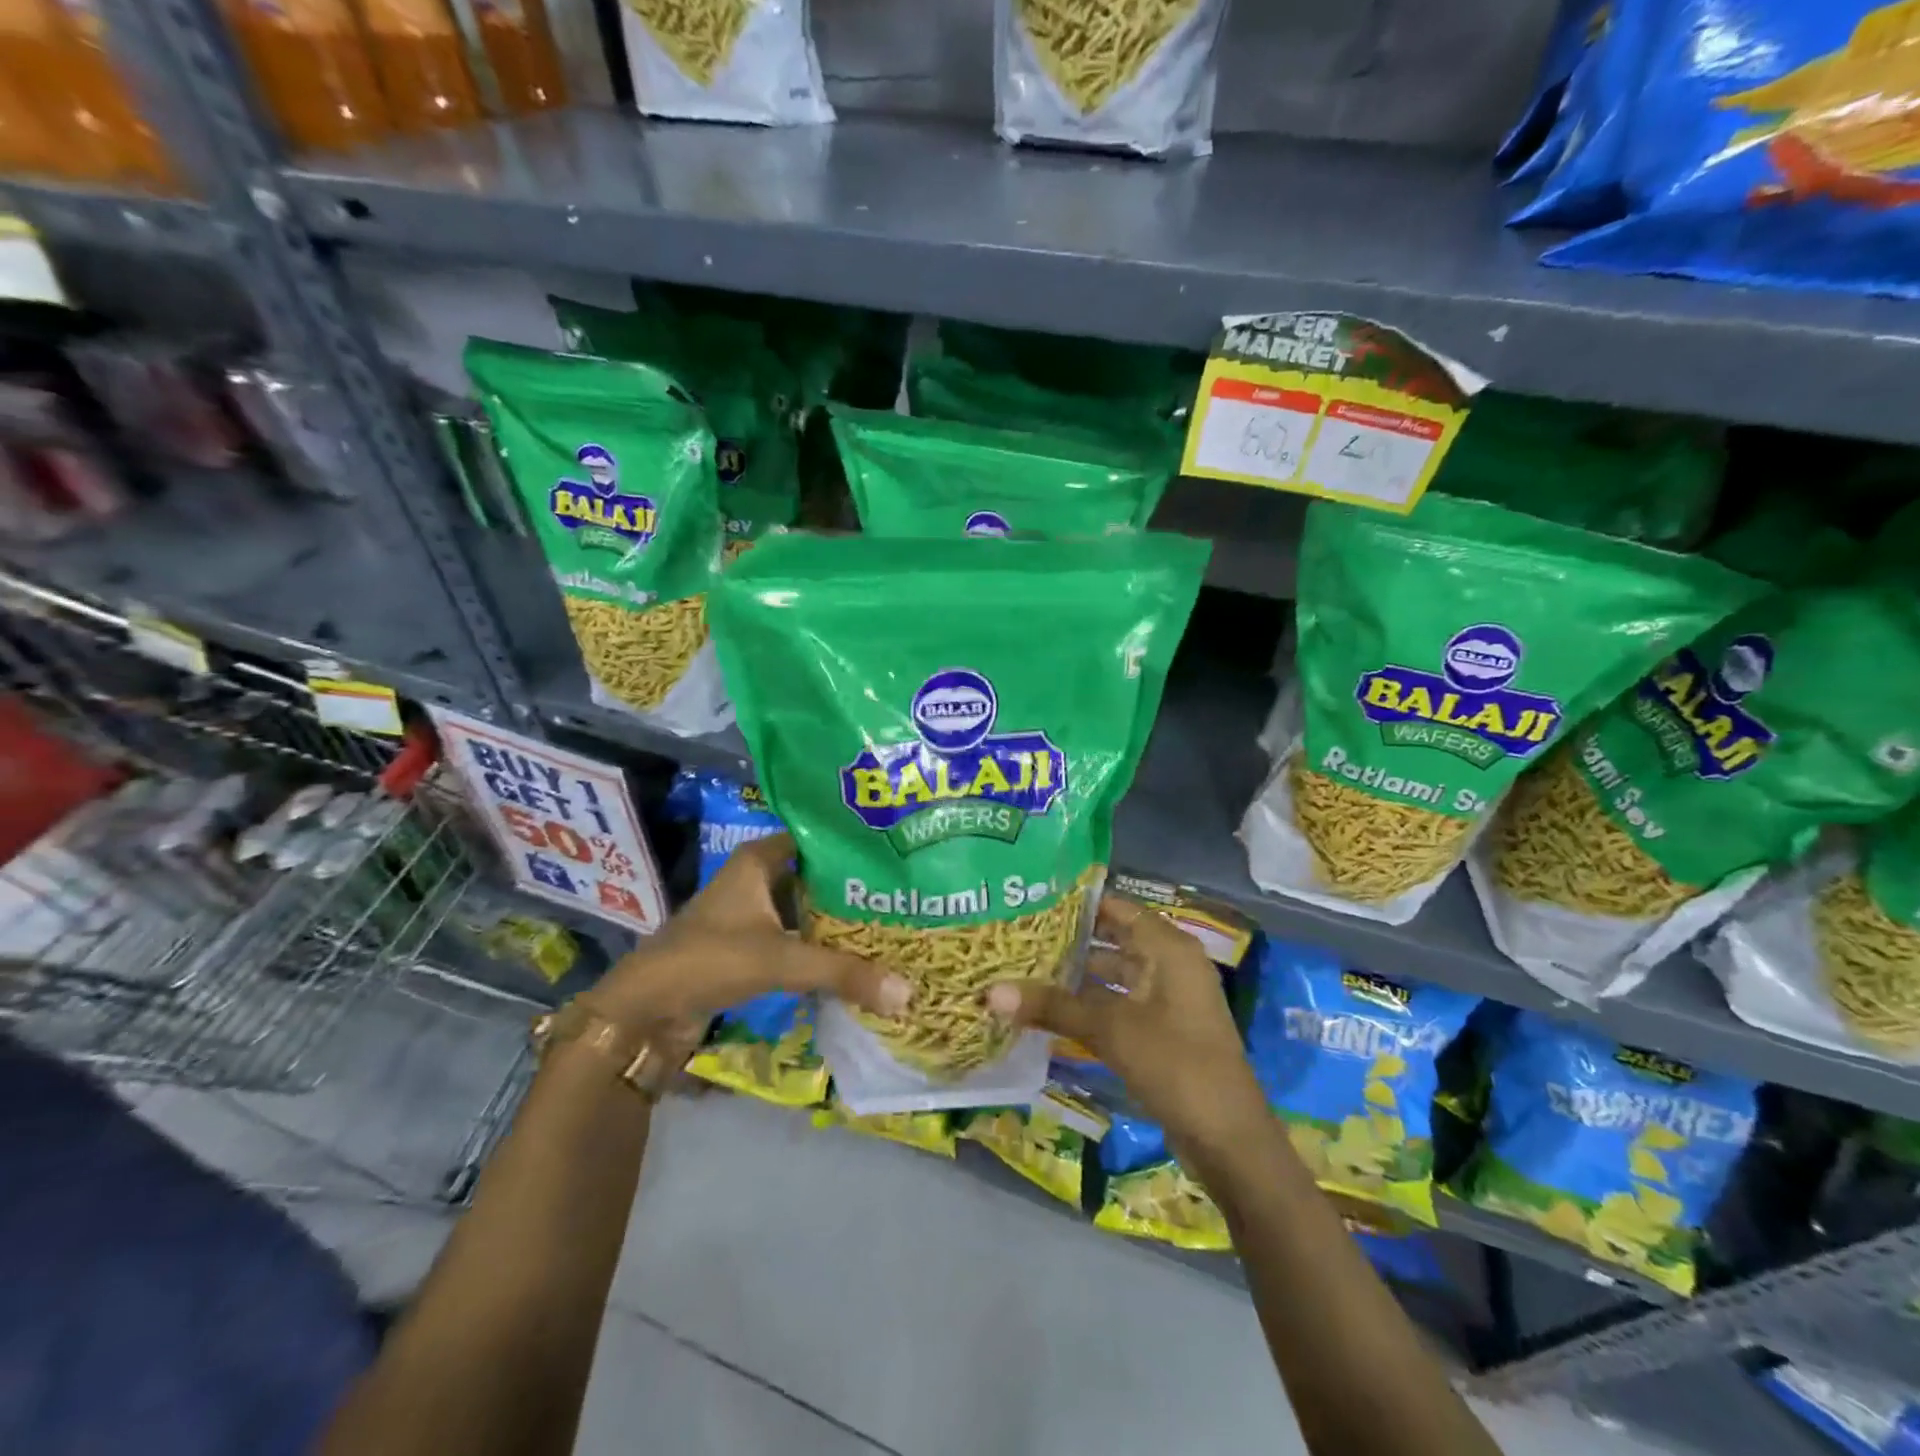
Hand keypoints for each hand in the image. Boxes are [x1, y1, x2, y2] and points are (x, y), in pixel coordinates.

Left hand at [588, 833, 909, 1034]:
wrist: (644, 1010)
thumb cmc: (710, 960)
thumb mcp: (781, 959)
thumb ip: (843, 973)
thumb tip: (907, 993)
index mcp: (759, 860)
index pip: (818, 839)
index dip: (853, 845)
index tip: (894, 855)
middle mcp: (756, 879)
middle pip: (815, 877)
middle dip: (853, 888)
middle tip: (903, 895)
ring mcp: (750, 914)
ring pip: (805, 909)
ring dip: (837, 921)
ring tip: (890, 924)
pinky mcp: (747, 947)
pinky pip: (795, 938)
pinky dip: (820, 947)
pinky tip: (855, 957)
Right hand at [986, 895, 1270, 1174]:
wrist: (1229, 1140)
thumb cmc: (1175, 1064)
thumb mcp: (1110, 1030)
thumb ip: (1053, 1006)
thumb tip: (990, 991)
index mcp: (1169, 949)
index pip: (1118, 908)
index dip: (1079, 903)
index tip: (1033, 901)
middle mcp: (1170, 965)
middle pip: (1115, 940)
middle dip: (1071, 940)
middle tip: (1019, 935)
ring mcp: (1168, 1000)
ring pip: (1115, 975)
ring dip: (1077, 975)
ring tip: (1026, 969)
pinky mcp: (1162, 1032)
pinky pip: (1120, 1005)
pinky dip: (1090, 1004)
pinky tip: (1052, 1010)